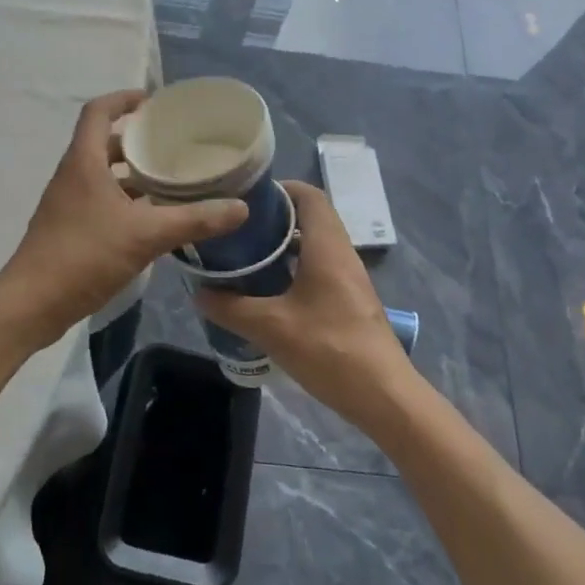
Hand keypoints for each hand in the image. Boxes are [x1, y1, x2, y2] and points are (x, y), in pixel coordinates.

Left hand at [0, 90, 248, 345]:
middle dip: (137, 140)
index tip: (154, 102)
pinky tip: (152, 218)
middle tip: (173, 144)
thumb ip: (193, 220)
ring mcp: (67, 203)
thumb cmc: (84, 255)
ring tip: (170, 179)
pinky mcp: (68, 228)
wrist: (31, 304)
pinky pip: (100, 200)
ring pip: (102, 174)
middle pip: (103, 142)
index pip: (99, 112)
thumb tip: (240, 207)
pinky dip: (125, 200)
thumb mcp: (145, 235)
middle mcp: (72, 175)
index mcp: (84, 161)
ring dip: (132, 173)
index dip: (124, 99)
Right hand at [196, 181, 412, 427]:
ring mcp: (349, 278)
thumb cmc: (330, 350)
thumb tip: (200, 293)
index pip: (309, 195)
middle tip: (238, 227)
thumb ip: (232, 308)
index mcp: (327, 246)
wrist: (384, 397)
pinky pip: (320, 267)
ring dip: (284, 244)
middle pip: (311, 217)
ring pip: (315, 244)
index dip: (280, 188)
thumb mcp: (271, 328)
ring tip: (247, 254)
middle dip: (275, 217)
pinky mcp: (350, 300)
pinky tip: (269, 289)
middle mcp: (341, 253)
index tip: (247, 197)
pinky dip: (294, 266)